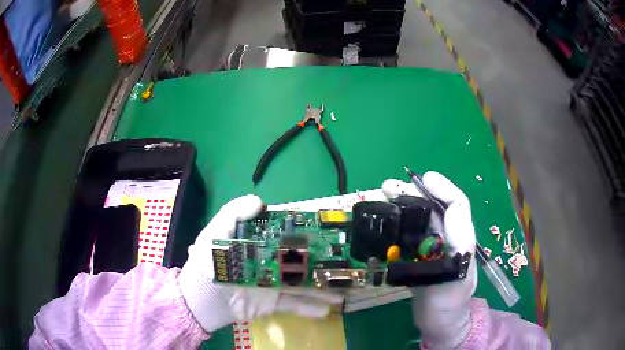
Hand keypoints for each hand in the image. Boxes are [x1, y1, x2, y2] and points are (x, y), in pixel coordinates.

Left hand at [178, 195, 342, 332]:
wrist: (200, 299)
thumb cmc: (207, 264)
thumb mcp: (215, 234)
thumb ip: (232, 214)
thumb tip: (259, 200)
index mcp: (258, 245)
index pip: (285, 235)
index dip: (304, 232)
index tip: (326, 230)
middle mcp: (269, 263)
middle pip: (299, 262)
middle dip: (320, 263)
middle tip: (343, 262)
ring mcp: (272, 285)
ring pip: (301, 285)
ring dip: (322, 288)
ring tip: (343, 290)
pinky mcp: (271, 304)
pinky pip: (293, 306)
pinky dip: (308, 308)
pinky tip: (326, 310)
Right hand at [382, 171, 476, 348]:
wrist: (438, 325)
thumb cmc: (449, 305)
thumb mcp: (458, 279)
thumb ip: (461, 247)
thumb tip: (454, 207)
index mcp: (461, 239)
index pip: (457, 205)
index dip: (443, 188)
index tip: (423, 178)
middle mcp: (448, 238)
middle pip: (434, 208)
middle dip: (413, 193)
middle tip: (389, 187)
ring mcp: (433, 248)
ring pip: (420, 218)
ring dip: (403, 205)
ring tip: (383, 197)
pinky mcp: (419, 258)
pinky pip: (409, 235)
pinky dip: (396, 224)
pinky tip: (383, 223)